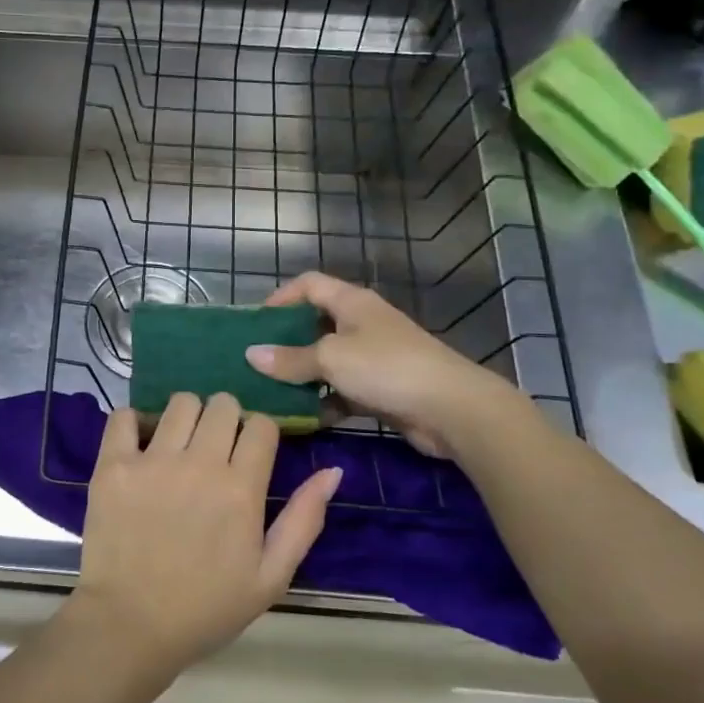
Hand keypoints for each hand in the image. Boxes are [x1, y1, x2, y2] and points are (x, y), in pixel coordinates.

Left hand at [68, 392, 341, 679]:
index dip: (260, 434)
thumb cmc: (205, 608)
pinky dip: (134, 422)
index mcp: (241, 489)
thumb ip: (303, 520)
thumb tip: (333, 472)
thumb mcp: (270, 577)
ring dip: (186, 416)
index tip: (250, 453)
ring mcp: (152, 461)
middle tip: (215, 447)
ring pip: (180, 402)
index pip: (262, 425)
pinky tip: (139, 444)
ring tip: (179, 444)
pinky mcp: (113, 465)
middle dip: (226, 418)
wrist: (130, 627)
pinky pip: (125, 416)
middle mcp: (199, 464)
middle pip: (223, 404)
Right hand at [244, 272, 524, 457]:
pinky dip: (325, 401)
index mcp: (351, 302)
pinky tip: (306, 418)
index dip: (280, 297)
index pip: (308, 284)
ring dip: (304, 375)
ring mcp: (374, 356)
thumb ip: (290, 358)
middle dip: (287, 341)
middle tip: (258, 361)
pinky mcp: (381, 388)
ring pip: (328, 360)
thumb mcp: (331, 359)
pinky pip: (343, 390)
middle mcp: (362, 323)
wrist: (452, 409)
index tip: (255, 323)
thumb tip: (251, 354)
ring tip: (273, 392)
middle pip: (315, 323)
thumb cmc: (387, 368)